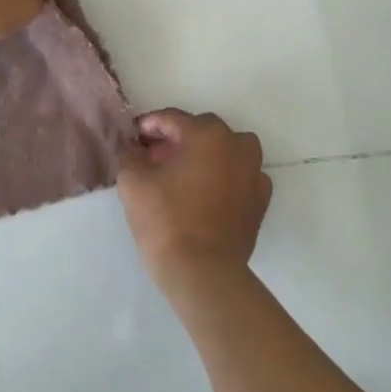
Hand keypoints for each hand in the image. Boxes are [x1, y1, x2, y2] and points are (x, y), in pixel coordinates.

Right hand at [119, 109, 272, 287]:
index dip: (149, 125)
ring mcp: (254, 172)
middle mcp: (236, 145)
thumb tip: (134, 147)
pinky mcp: (260, 200)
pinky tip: (208, 193)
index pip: (172, 118)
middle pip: (202, 130)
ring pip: (228, 149)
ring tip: (184, 173)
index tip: (134, 138)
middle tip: (154, 157)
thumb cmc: (165, 220)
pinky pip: (242, 175)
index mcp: (206, 134)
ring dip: (206, 153)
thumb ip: (130, 154)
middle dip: (177, 138)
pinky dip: (226, 176)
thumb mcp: (132, 181)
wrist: (202, 273)